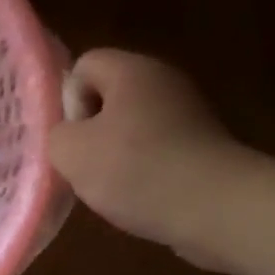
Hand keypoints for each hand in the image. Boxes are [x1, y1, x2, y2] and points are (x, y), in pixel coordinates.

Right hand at [47, 50, 263, 267]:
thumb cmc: (136, 170)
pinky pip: (158, 149)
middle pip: (109, 97)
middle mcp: (164, 80)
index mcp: (132, 70)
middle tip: (87, 164)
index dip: (68, 100)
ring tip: (114, 186)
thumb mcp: (70, 152)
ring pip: (133, 126)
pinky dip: (146, 170)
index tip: (74, 138)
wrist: (217, 208)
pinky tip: (143, 195)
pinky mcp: (205, 145)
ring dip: (117, 154)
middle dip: (91, 130)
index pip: (83, 65)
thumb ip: (57, 134)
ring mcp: (190, 112)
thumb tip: (70, 135)